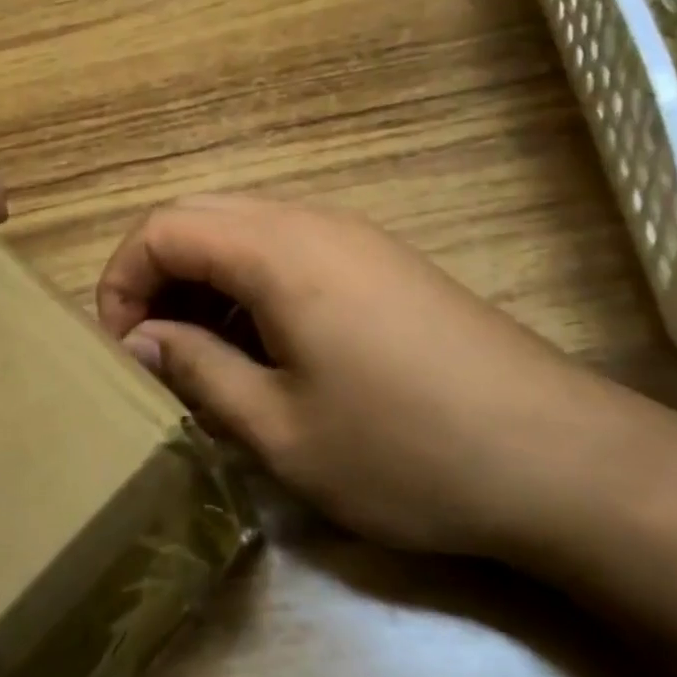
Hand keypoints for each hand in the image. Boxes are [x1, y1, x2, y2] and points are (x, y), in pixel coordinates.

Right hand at [96, 196, 633, 556]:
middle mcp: (312, 222)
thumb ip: (196, 369)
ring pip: (245, 232)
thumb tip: (137, 340)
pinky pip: (289, 253)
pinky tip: (263, 351)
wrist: (558, 459)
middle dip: (156, 278)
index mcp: (277, 250)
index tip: (118, 350)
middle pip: (201, 218)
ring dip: (203, 284)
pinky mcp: (382, 264)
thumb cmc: (404, 449)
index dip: (120, 281)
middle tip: (150, 353)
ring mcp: (354, 238)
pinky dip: (249, 288)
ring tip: (199, 358)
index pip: (162, 227)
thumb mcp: (279, 427)